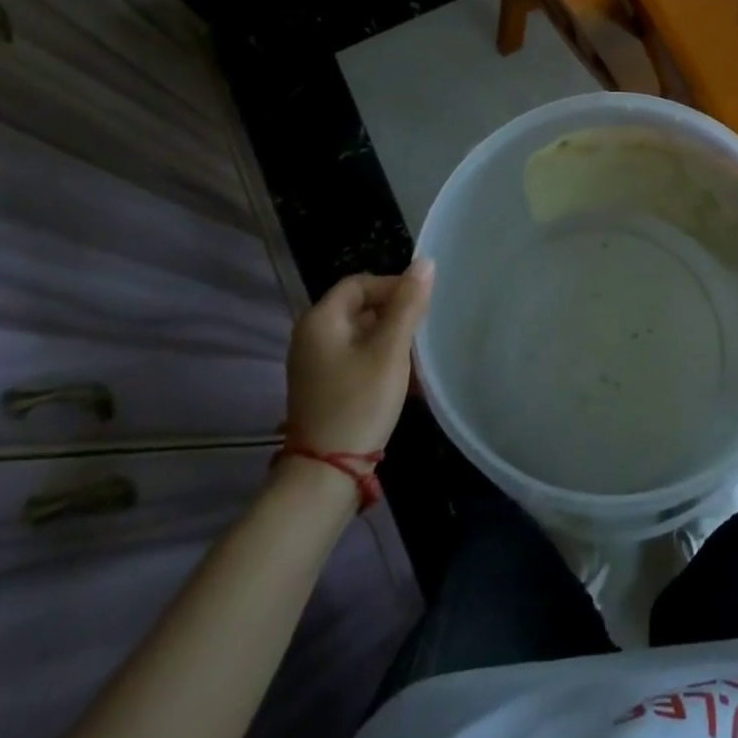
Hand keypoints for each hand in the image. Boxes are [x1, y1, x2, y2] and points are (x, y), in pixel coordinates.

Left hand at [284, 259, 433, 456]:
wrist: (326, 475)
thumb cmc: (359, 402)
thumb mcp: (390, 349)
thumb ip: (408, 303)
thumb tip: (425, 262)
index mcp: (321, 320)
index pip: (361, 283)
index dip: (393, 286)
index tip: (422, 304)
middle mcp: (312, 337)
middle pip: (361, 308)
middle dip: (396, 314)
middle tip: (424, 331)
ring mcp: (315, 365)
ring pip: (362, 335)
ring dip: (392, 340)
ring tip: (419, 356)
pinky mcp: (324, 388)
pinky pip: (357, 359)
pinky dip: (381, 360)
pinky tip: (406, 379)